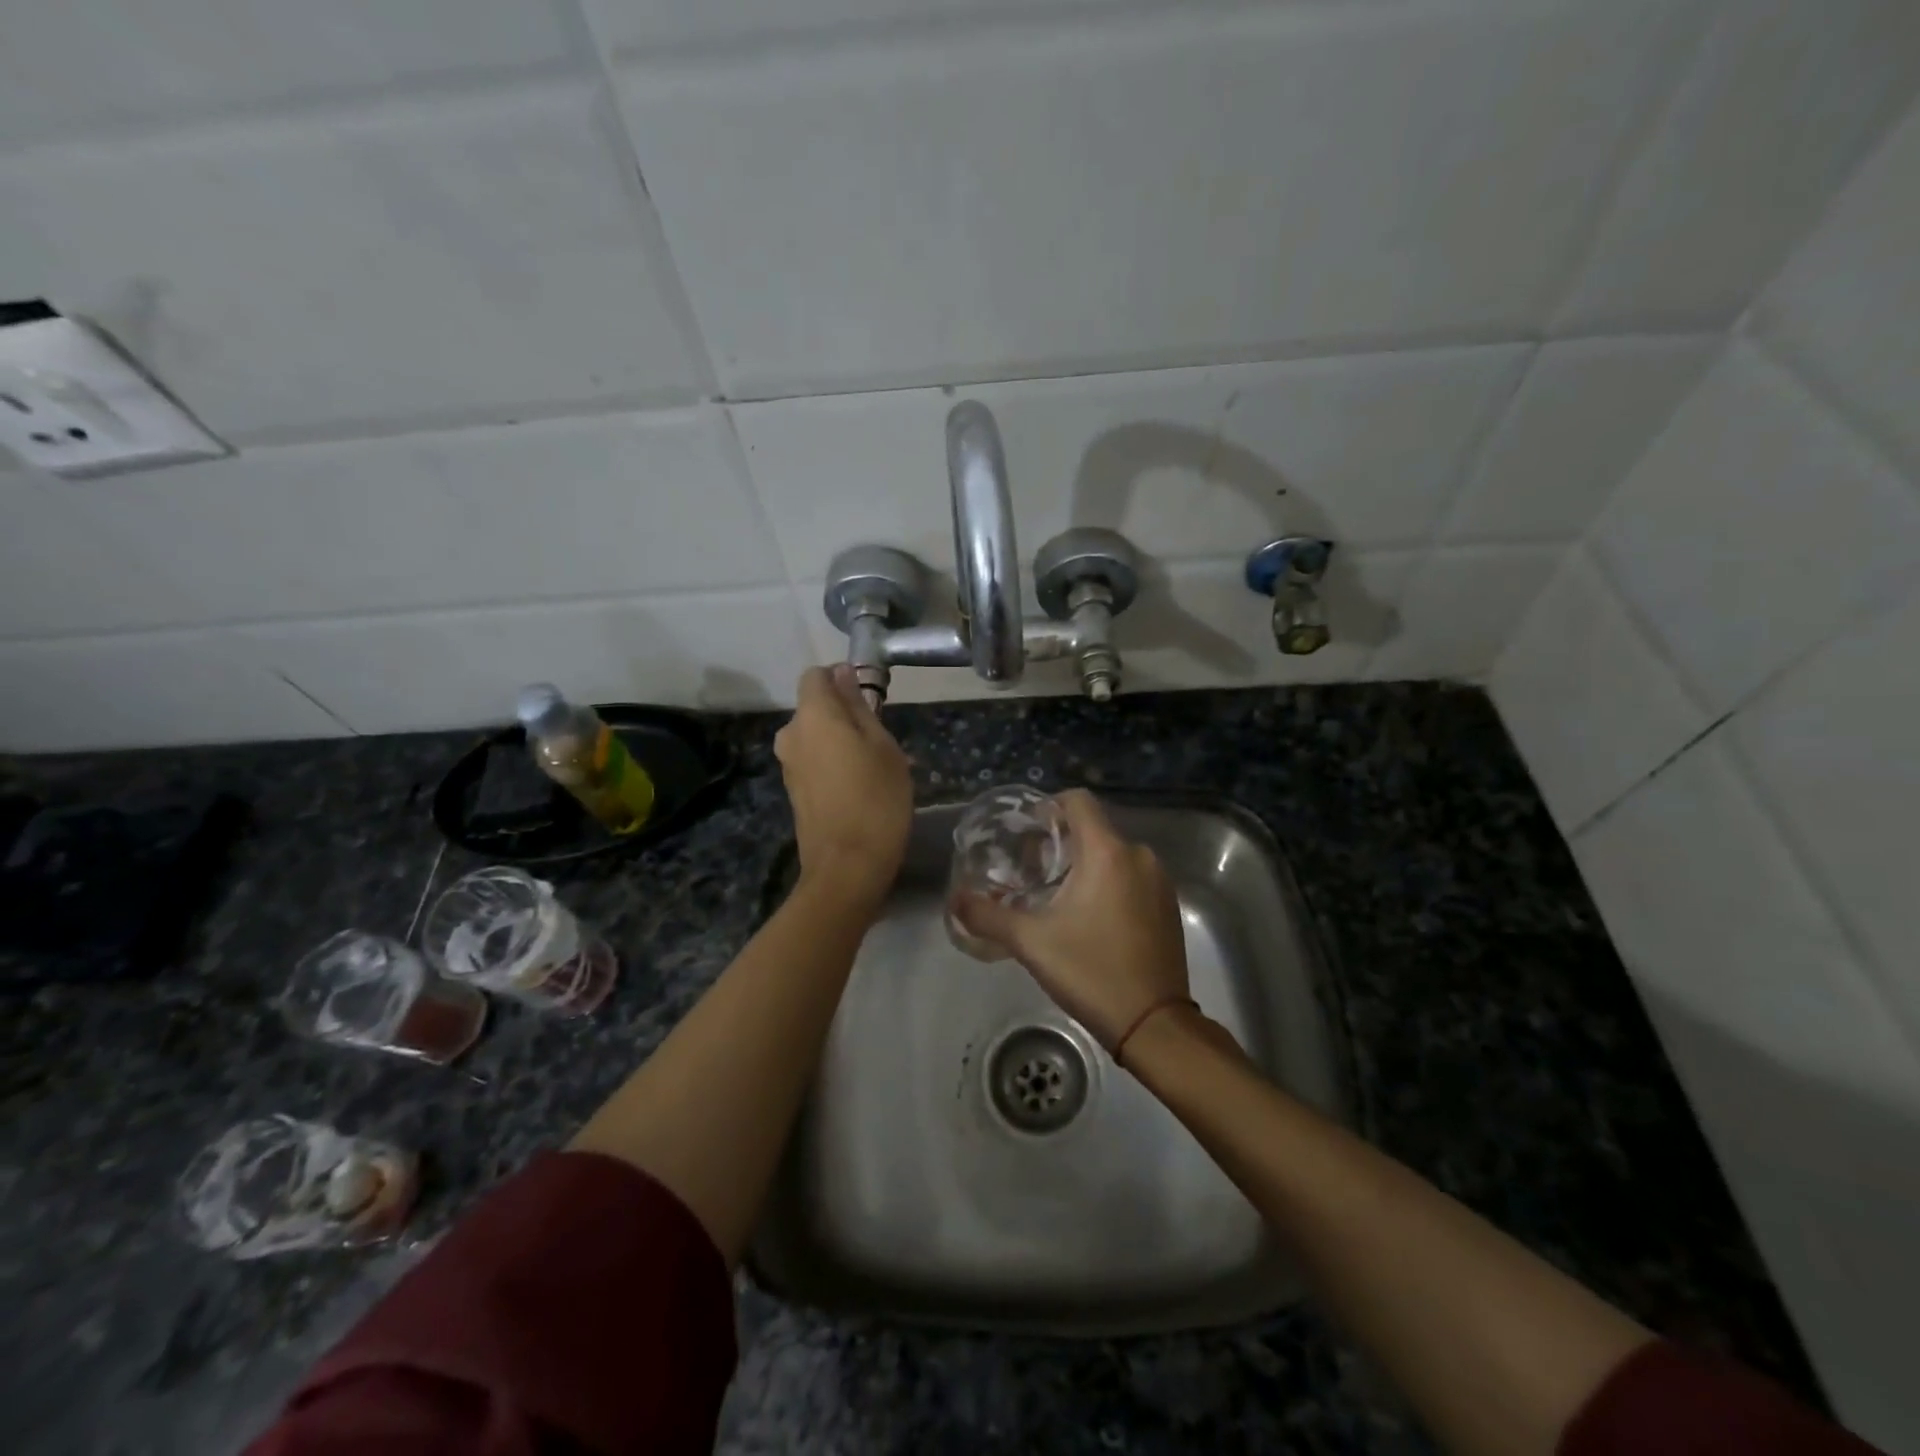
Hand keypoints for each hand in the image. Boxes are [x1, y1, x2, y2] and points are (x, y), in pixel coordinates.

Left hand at [775, 665, 912, 911]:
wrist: (847, 867)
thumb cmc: (876, 799)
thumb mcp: (882, 746)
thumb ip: (859, 706)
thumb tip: (843, 674)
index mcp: (812, 715)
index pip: (816, 675)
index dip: (841, 679)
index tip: (869, 699)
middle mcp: (791, 734)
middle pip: (815, 707)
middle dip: (843, 714)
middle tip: (880, 740)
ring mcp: (788, 765)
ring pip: (815, 736)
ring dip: (840, 741)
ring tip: (873, 767)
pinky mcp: (793, 790)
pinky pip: (813, 761)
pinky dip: (832, 764)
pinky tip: (858, 788)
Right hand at [953, 789, 1189, 1050]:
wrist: (1154, 1024)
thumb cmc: (1091, 972)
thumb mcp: (1031, 942)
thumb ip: (988, 915)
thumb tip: (954, 900)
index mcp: (1108, 852)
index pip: (1078, 800)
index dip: (1048, 806)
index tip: (1025, 832)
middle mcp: (1139, 855)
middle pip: (1093, 828)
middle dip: (1060, 842)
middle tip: (1029, 871)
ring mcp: (1159, 881)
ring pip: (1113, 854)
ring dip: (1084, 864)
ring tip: (1055, 895)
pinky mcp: (1168, 905)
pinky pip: (1131, 876)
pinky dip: (1108, 883)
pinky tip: (1089, 917)